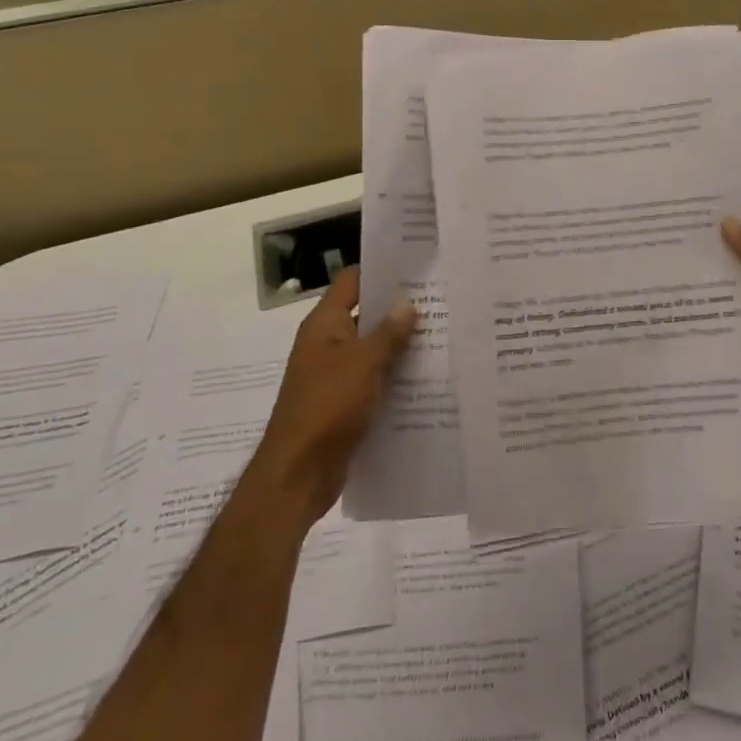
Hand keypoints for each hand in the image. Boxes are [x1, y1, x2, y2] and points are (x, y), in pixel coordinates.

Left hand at [245, 267, 415, 533]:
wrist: (298, 474)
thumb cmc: (327, 406)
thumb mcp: (363, 363)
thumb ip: (388, 332)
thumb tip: (407, 303)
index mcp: (324, 325)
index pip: (351, 281)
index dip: (380, 270)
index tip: (415, 266)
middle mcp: (327, 344)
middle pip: (365, 314)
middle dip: (398, 309)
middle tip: (440, 300)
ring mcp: (334, 375)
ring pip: (372, 349)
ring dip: (400, 345)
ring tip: (443, 334)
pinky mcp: (344, 403)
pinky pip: (374, 380)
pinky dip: (395, 376)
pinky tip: (427, 377)